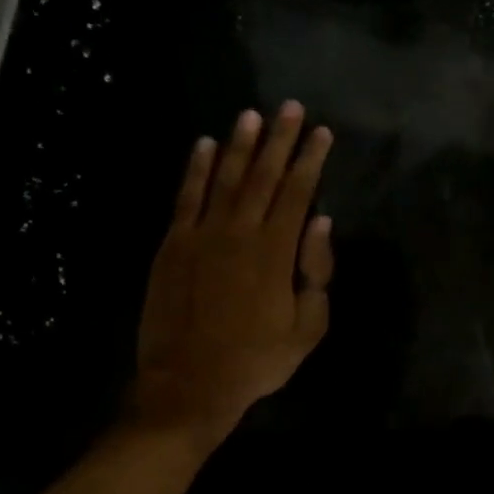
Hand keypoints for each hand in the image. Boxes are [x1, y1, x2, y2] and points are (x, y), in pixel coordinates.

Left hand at [129, 103, 334, 446]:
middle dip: (279, 139)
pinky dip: (196, 169)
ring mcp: (201, 235)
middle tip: (290, 107)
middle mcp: (239, 232)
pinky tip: (204, 146)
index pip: (298, 192)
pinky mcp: (172, 245)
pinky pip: (186, 197)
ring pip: (225, 178)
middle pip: (263, 175)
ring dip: (239, 144)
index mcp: (276, 252)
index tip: (321, 132)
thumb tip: (321, 222)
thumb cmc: (256, 361)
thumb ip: (317, 273)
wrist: (188, 385)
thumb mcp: (307, 329)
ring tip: (250, 115)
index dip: (311, 160)